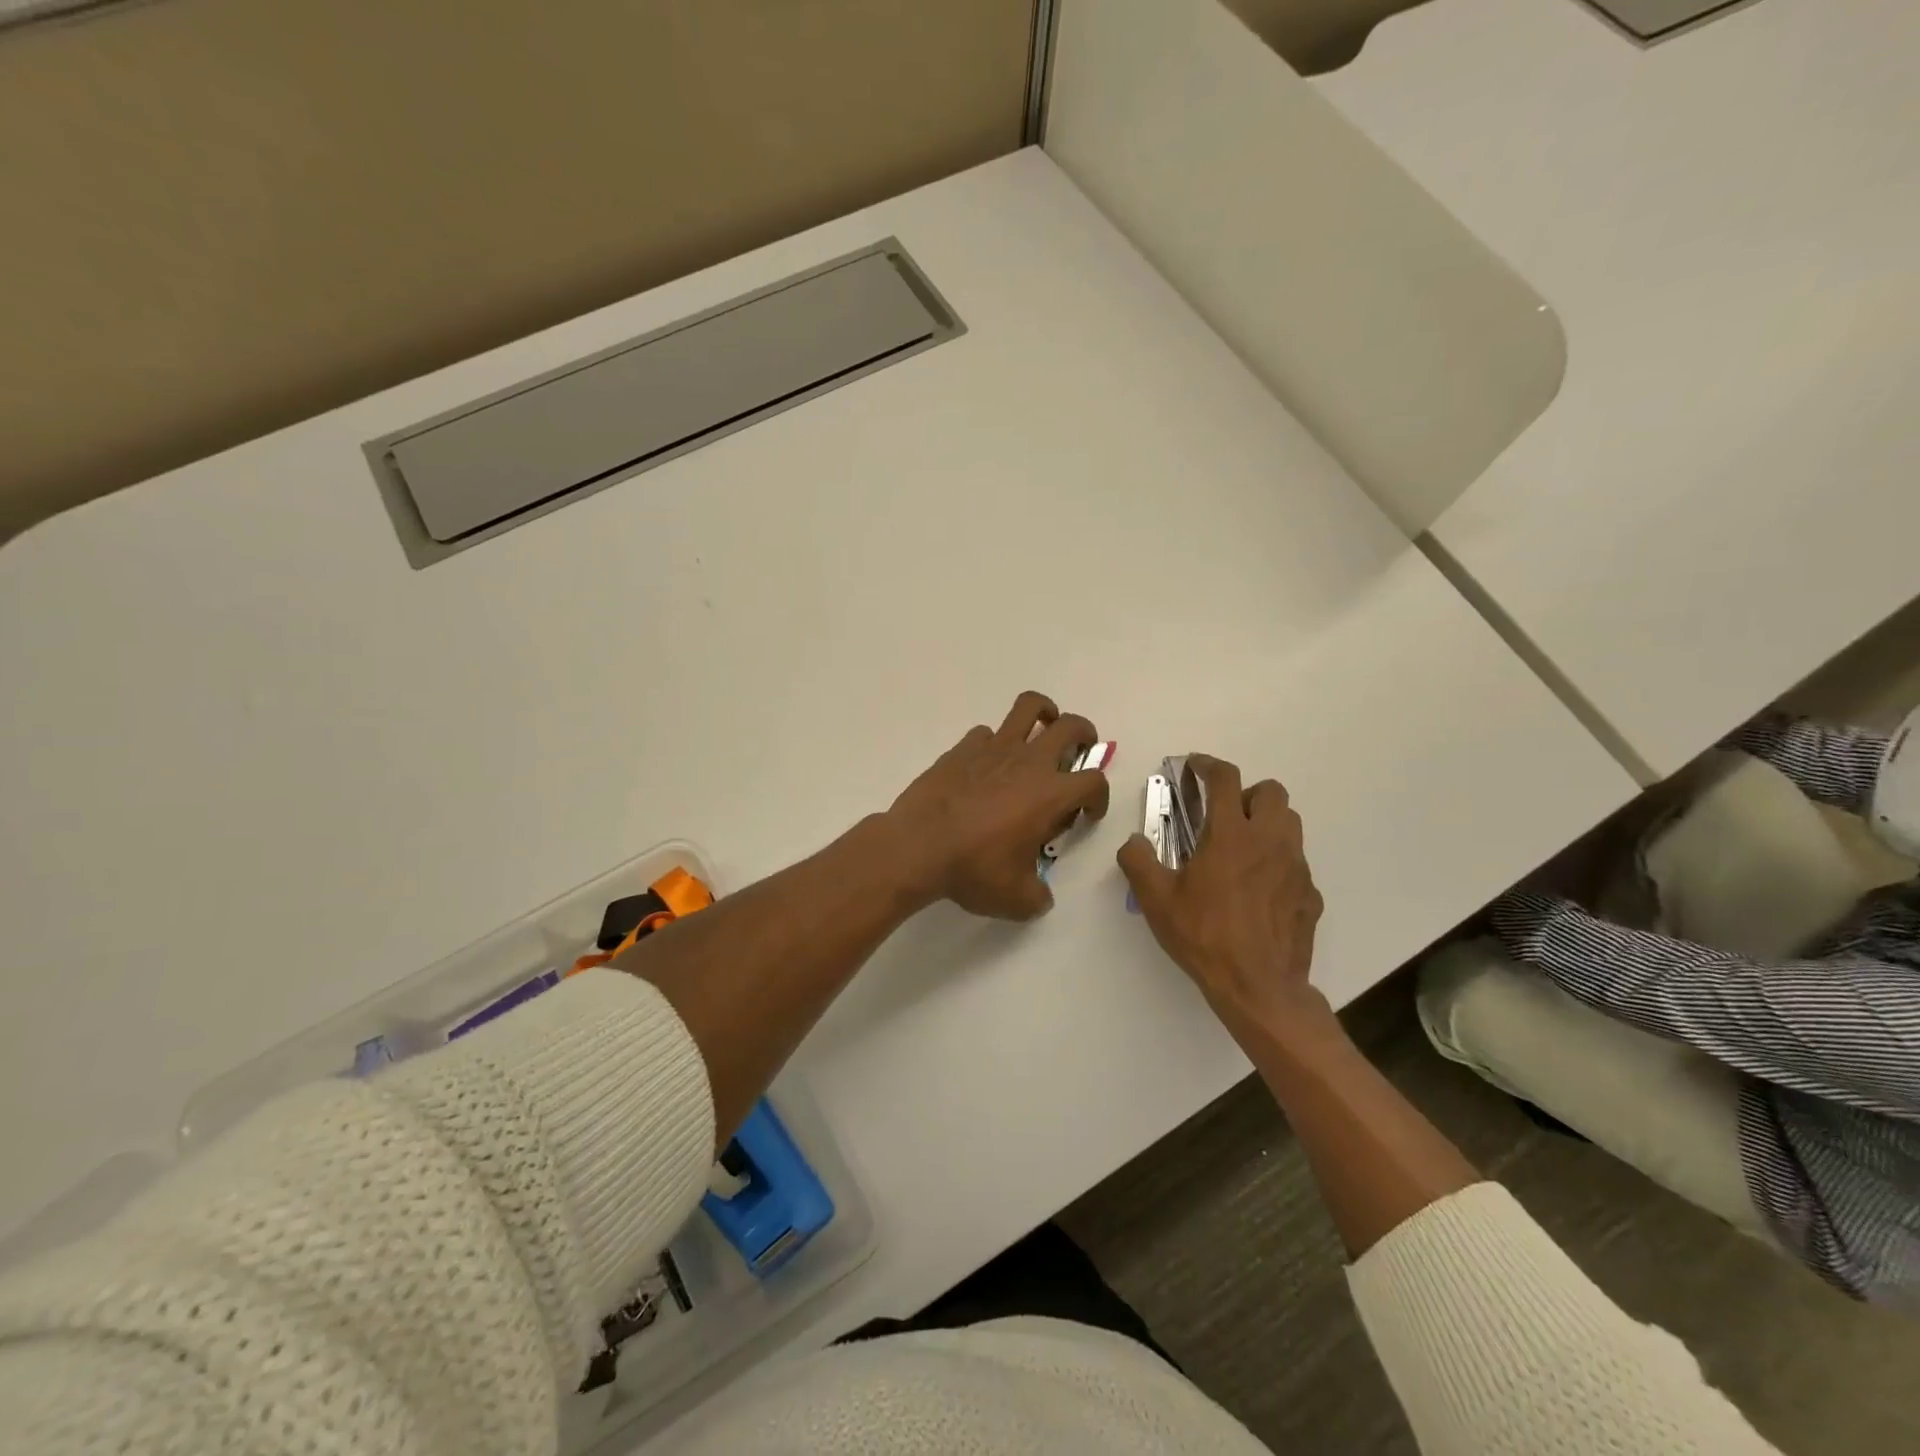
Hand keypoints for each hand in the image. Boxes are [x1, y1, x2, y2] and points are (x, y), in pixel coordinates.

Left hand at [886, 691, 1110, 919]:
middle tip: (1079, 750)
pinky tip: (987, 764)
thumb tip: (1041, 896)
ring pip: (1029, 707)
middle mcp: (1029, 762)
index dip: (1099, 797)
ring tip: (1043, 727)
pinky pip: (986, 733)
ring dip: (1044, 712)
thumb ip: (1039, 896)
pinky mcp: (963, 748)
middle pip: (1071, 727)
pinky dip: (994, 743)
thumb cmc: (974, 870)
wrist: (917, 847)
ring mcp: (994, 749)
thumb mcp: (1017, 899)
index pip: (1094, 781)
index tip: (1086, 814)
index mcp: (1051, 794)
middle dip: (1085, 734)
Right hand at [1117, 754, 1327, 1041]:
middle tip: (1223, 815)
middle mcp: (1269, 841)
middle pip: (1272, 792)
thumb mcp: (1156, 900)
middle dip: (1247, 794)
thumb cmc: (1204, 936)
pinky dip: (1278, 863)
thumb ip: (1138, 861)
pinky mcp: (1310, 894)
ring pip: (1290, 823)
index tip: (1195, 767)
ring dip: (1267, 823)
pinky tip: (1258, 891)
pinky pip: (1297, 863)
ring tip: (1242, 848)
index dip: (1208, 765)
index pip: (1225, 779)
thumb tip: (1133, 841)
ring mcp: (1296, 867)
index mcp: (1230, 835)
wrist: (1259, 987)